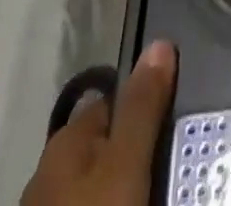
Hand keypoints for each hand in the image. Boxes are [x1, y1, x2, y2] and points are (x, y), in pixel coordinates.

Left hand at [22, 41, 177, 205]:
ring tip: (163, 191)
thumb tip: (159, 42)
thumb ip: (143, 106)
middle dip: (139, 149)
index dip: (148, 105)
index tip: (180, 118)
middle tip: (177, 160)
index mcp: (66, 139)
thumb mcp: (127, 164)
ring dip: (128, 186)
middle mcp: (51, 170)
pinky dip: (117, 205)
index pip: (115, 100)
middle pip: (108, 143)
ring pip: (101, 183)